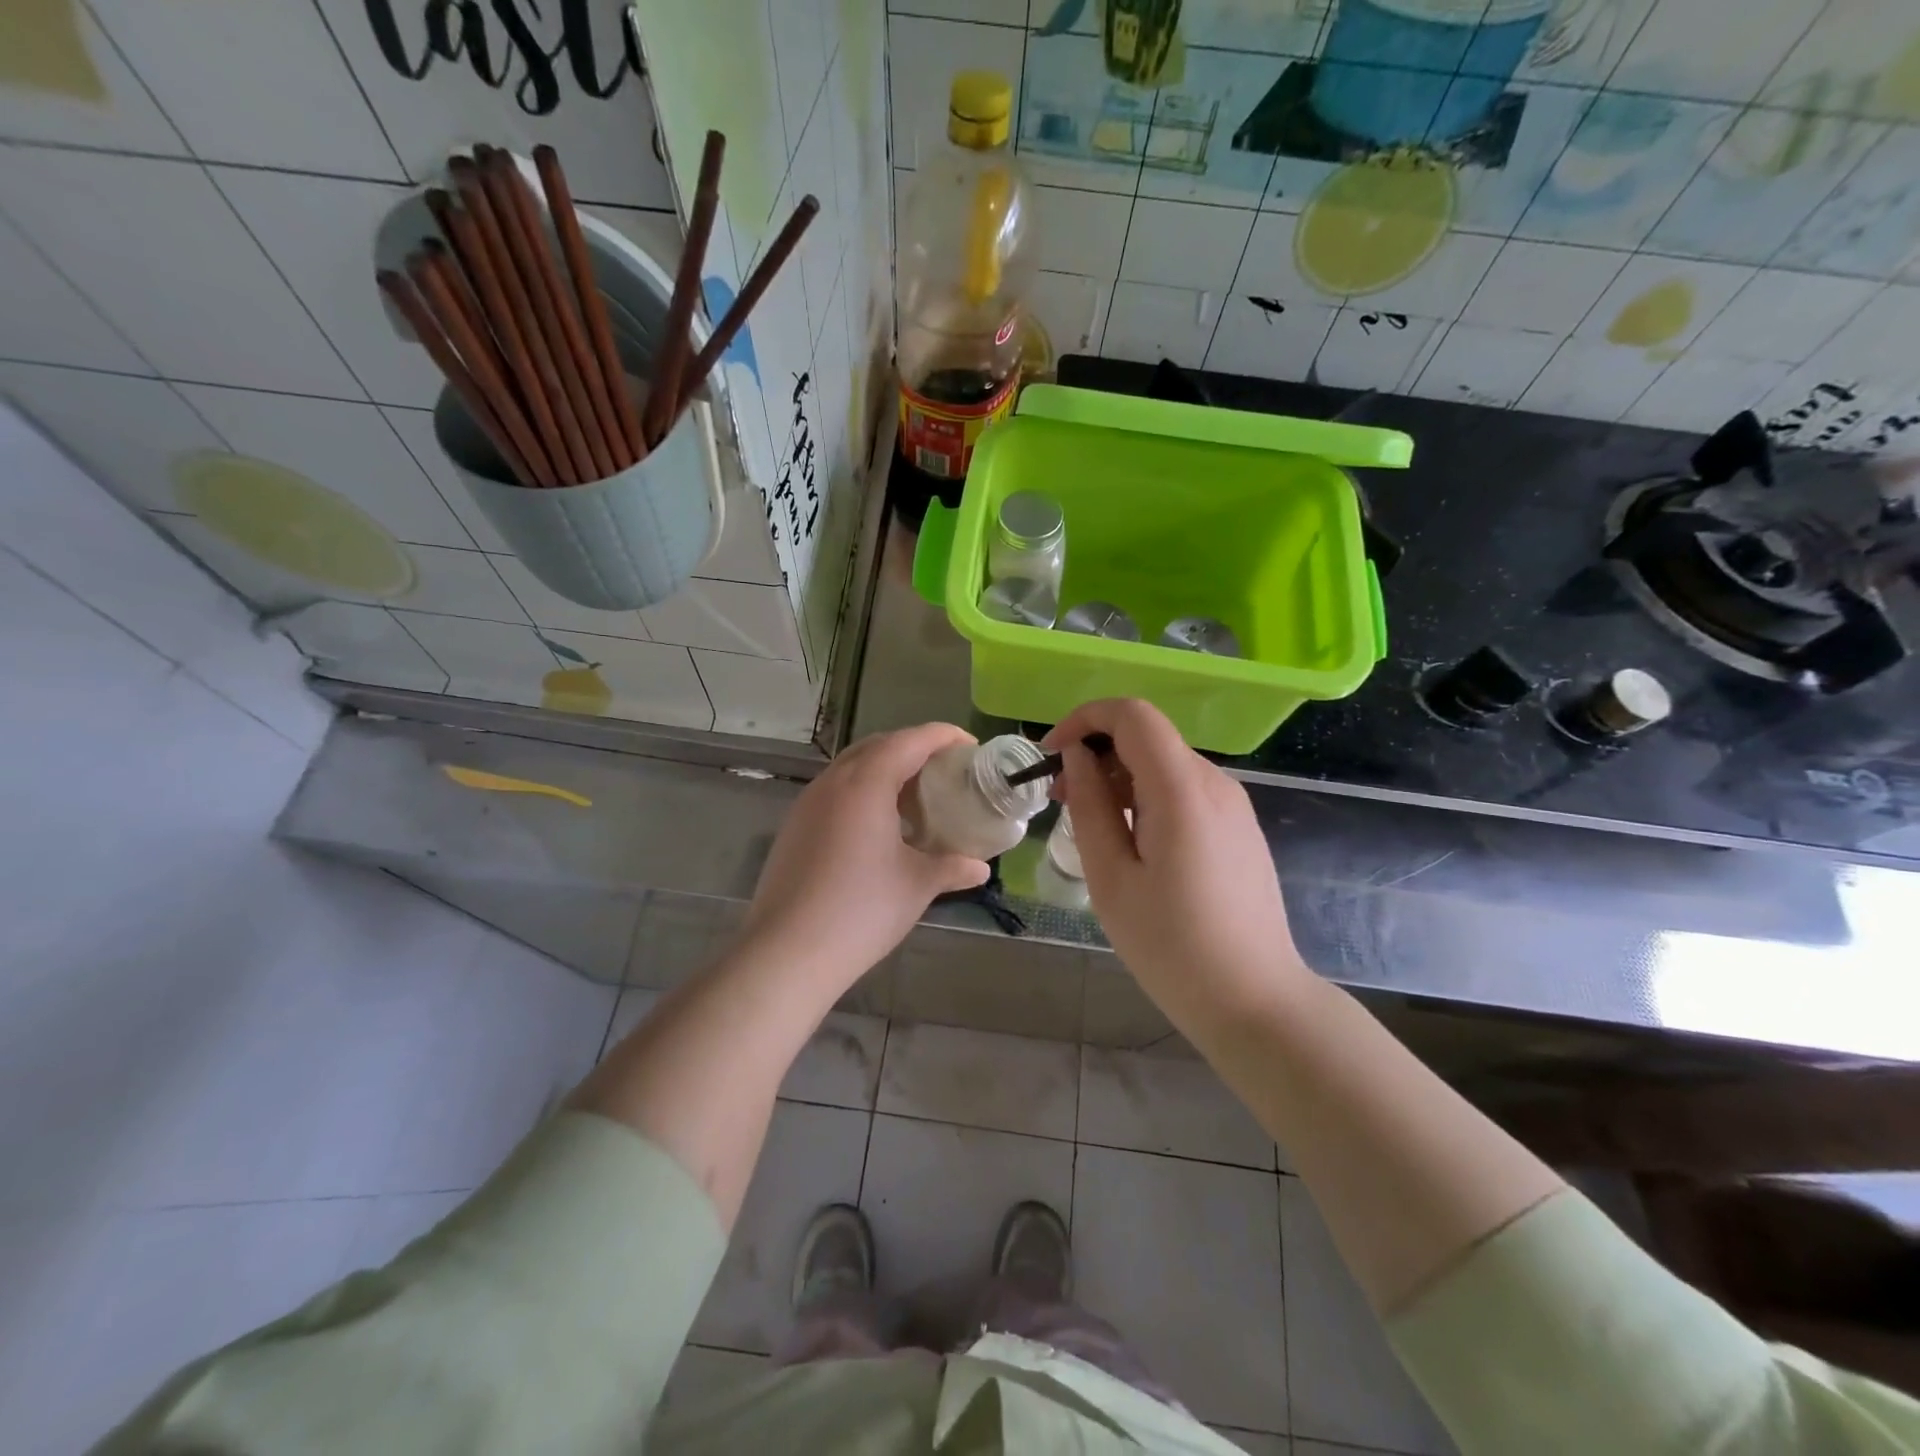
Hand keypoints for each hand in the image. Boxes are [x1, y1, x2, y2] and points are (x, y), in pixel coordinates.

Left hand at [741, 722, 989, 985]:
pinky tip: (879, 826)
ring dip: (886, 769)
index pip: (910, 740)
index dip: (943, 735)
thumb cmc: (862, 911)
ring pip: (852, 767)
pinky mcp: (794, 826)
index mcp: (866, 784)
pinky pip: (835, 791)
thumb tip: (980, 867)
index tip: (970, 744)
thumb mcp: (917, 886)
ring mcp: (808, 803)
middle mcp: (833, 782)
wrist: (787, 952)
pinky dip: (863, 791)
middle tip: (945, 769)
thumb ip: (951, 867)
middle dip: (914, 748)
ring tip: (914, 796)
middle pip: (878, 746)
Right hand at [1043, 699, 1306, 1025]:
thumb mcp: (1112, 878)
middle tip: (1060, 799)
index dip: (1085, 720)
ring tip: (1090, 825)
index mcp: (1182, 790)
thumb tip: (1076, 758)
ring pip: (1165, 763)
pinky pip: (1185, 791)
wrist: (1256, 1001)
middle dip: (1096, 753)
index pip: (1132, 715)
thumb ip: (1090, 807)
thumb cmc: (1171, 946)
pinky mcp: (1240, 828)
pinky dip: (1147, 797)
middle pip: (1148, 737)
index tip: (1051, 756)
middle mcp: (1215, 783)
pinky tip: (1131, 842)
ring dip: (1119, 777)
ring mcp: (1234, 805)